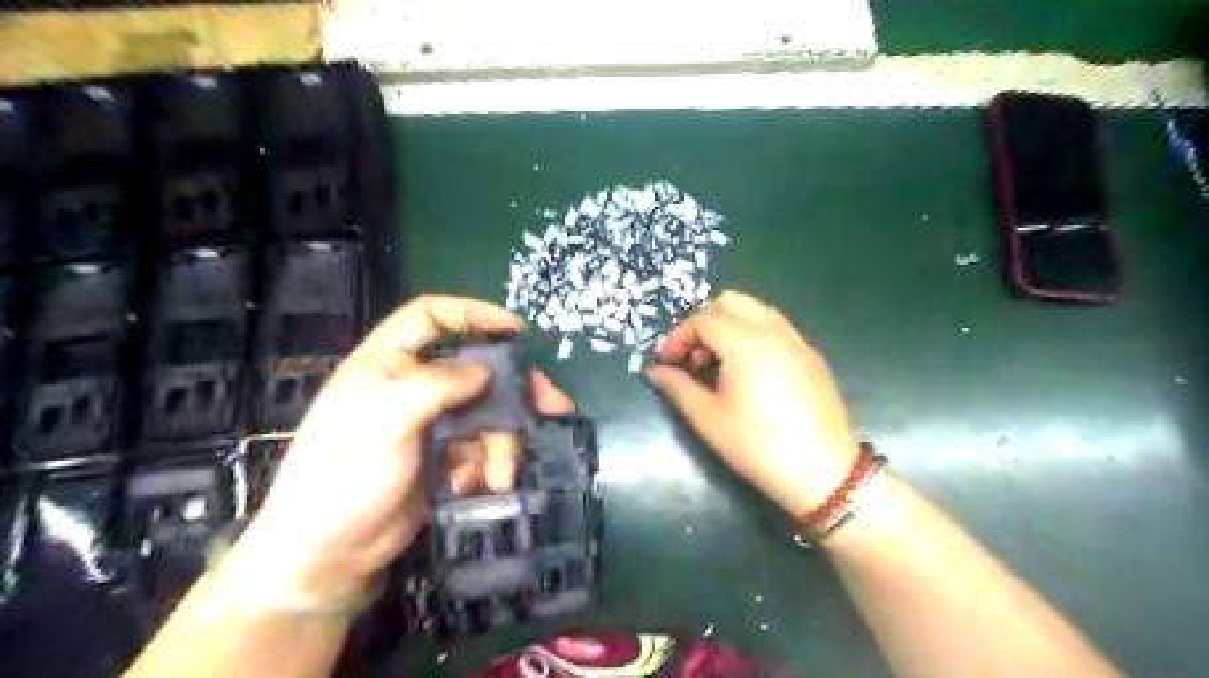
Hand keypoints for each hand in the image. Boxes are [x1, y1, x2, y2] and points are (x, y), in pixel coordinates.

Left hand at [236, 293, 581, 599]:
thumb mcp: (384, 422)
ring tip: (502, 475)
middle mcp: (412, 385)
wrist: (329, 556)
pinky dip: (487, 465)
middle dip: (514, 390)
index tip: (515, 330)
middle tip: (553, 405)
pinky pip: (481, 446)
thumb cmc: (342, 478)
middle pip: (475, 368)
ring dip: (501, 442)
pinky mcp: (443, 455)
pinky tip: (475, 486)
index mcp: (387, 363)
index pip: (431, 316)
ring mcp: (430, 422)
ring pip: (486, 413)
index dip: (473, 314)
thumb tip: (483, 371)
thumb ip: (434, 386)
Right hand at [651, 290, 858, 516]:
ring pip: (756, 310)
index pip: (702, 320)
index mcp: (744, 342)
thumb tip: (656, 371)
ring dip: (729, 324)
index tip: (667, 361)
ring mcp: (796, 340)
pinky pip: (776, 327)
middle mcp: (772, 331)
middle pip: (730, 302)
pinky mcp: (811, 355)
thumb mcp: (708, 419)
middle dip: (704, 321)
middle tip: (694, 356)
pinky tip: (750, 371)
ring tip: (720, 363)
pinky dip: (753, 334)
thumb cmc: (757, 445)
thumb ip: (678, 387)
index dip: (678, 337)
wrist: (822, 471)